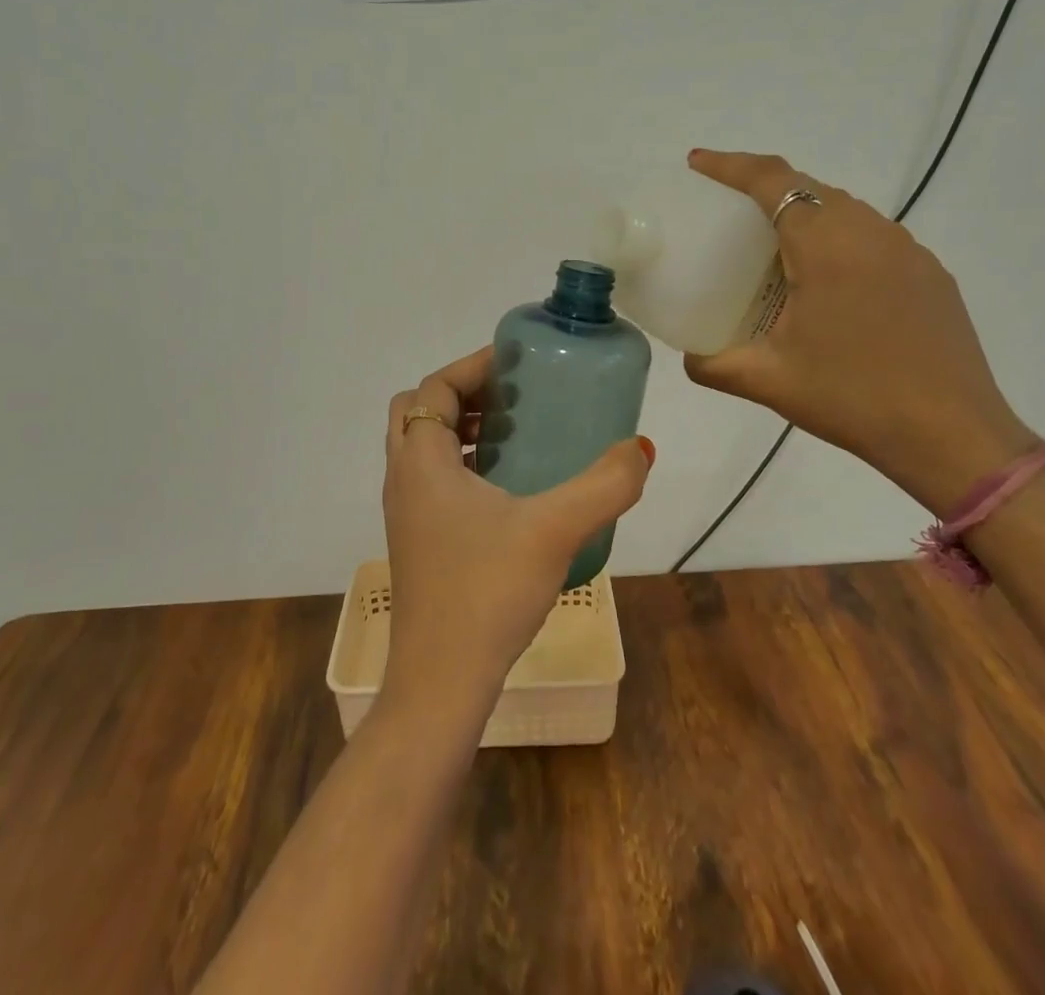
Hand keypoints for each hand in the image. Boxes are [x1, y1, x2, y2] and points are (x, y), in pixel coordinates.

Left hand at [381, 347, 652, 705]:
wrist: (441, 682)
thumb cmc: (488, 592)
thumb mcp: (554, 530)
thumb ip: (604, 486)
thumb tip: (640, 448)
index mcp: (421, 461)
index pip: (434, 387)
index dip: (472, 366)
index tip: (516, 363)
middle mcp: (404, 479)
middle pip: (420, 411)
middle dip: (464, 394)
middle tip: (514, 397)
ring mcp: (406, 513)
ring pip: (424, 447)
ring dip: (463, 429)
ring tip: (517, 435)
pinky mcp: (418, 541)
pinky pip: (433, 480)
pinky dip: (463, 464)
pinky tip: (510, 490)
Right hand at [681, 149, 1035, 517]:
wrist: (953, 436)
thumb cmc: (853, 398)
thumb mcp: (768, 381)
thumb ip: (713, 364)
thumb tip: (688, 357)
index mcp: (827, 244)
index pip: (772, 181)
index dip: (730, 165)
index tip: (697, 164)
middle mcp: (870, 232)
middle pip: (808, 188)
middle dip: (762, 188)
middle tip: (726, 212)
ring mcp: (908, 251)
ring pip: (844, 210)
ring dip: (803, 214)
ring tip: (772, 248)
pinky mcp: (930, 274)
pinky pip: (872, 237)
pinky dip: (837, 239)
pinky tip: (826, 283)